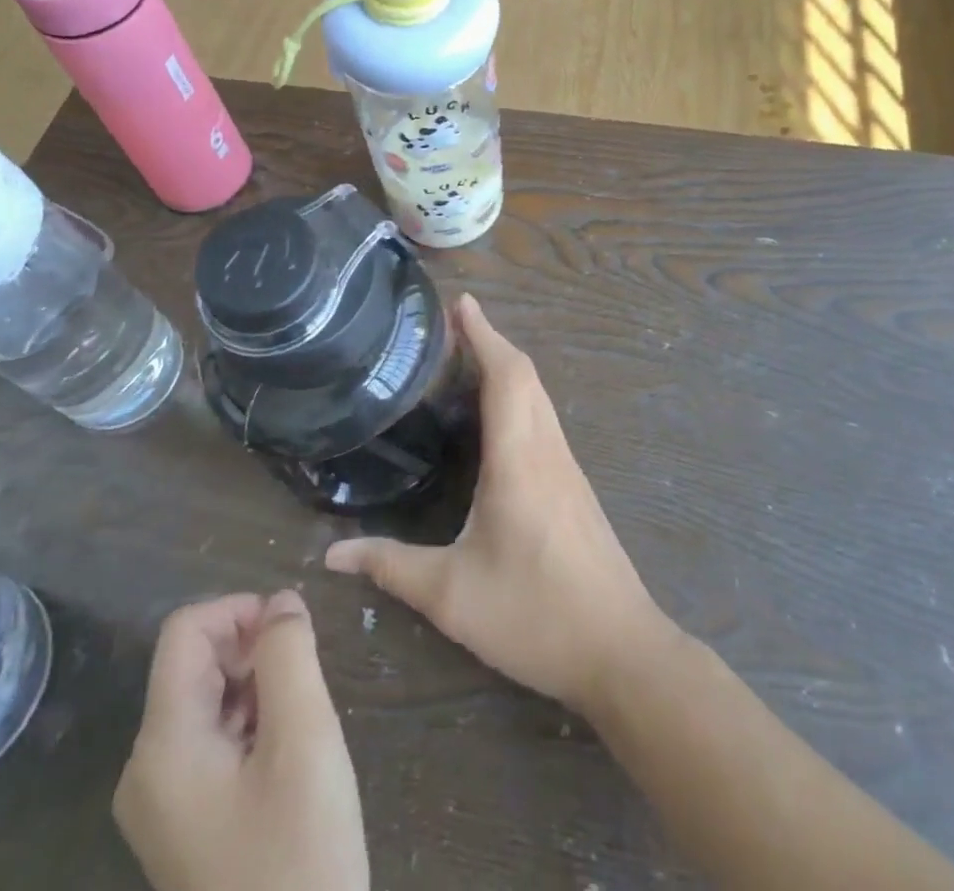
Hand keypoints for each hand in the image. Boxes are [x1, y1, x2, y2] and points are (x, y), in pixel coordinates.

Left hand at [113, 592, 367, 890]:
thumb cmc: (298, 856)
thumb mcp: (304, 739)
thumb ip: (289, 654)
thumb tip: (281, 602)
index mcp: (162, 746)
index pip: (185, 631)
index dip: (240, 610)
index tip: (292, 631)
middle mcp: (146, 769)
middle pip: (193, 663)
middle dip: (251, 649)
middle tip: (304, 677)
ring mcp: (162, 801)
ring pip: (206, 698)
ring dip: (255, 684)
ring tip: (300, 717)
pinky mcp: (183, 823)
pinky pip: (211, 738)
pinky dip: (250, 720)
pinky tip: (286, 751)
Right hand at [326, 294, 671, 712]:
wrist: (621, 650)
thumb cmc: (535, 614)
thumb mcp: (452, 595)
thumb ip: (391, 567)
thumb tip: (331, 553)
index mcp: (519, 458)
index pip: (506, 374)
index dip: (484, 333)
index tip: (461, 302)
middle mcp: (547, 449)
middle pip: (525, 375)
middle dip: (492, 341)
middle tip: (453, 327)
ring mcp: (567, 466)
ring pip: (539, 395)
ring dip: (508, 367)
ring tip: (468, 359)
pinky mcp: (575, 486)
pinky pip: (544, 419)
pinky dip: (520, 396)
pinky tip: (497, 418)